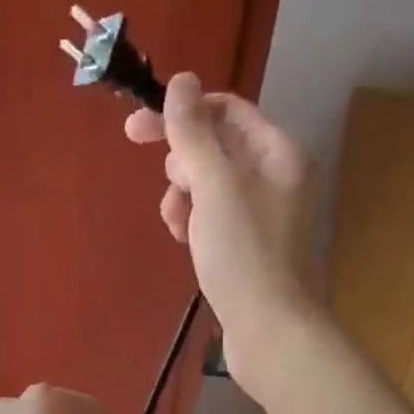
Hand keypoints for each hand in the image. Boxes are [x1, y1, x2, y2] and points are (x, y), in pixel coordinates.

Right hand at [125, 72, 324, 406]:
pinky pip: (217, 218)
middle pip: (217, 148)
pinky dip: (197, 224)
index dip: (180, 115)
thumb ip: (194, 134)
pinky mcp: (254, 247)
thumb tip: (180, 81)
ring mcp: (267, 214)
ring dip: (185, 199)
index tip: (134, 130)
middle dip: (184, 166)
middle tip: (174, 193)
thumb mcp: (214, 188)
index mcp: (279, 153)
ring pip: (211, 187)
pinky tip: (187, 245)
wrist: (271, 332)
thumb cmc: (244, 256)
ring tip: (179, 228)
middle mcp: (279, 177)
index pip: (226, 111)